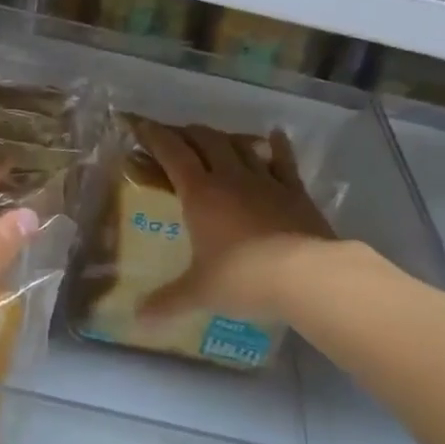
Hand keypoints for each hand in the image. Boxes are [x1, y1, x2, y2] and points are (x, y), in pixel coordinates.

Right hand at [135, 120, 335, 325]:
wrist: (306, 276)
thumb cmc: (243, 279)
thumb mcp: (199, 292)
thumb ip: (167, 302)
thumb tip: (137, 319)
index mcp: (201, 195)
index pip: (172, 154)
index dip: (155, 137)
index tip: (140, 124)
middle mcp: (232, 179)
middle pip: (206, 141)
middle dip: (188, 134)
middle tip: (176, 135)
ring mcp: (267, 182)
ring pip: (242, 147)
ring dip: (225, 138)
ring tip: (215, 138)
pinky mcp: (296, 193)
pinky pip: (284, 162)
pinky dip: (277, 146)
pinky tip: (275, 136)